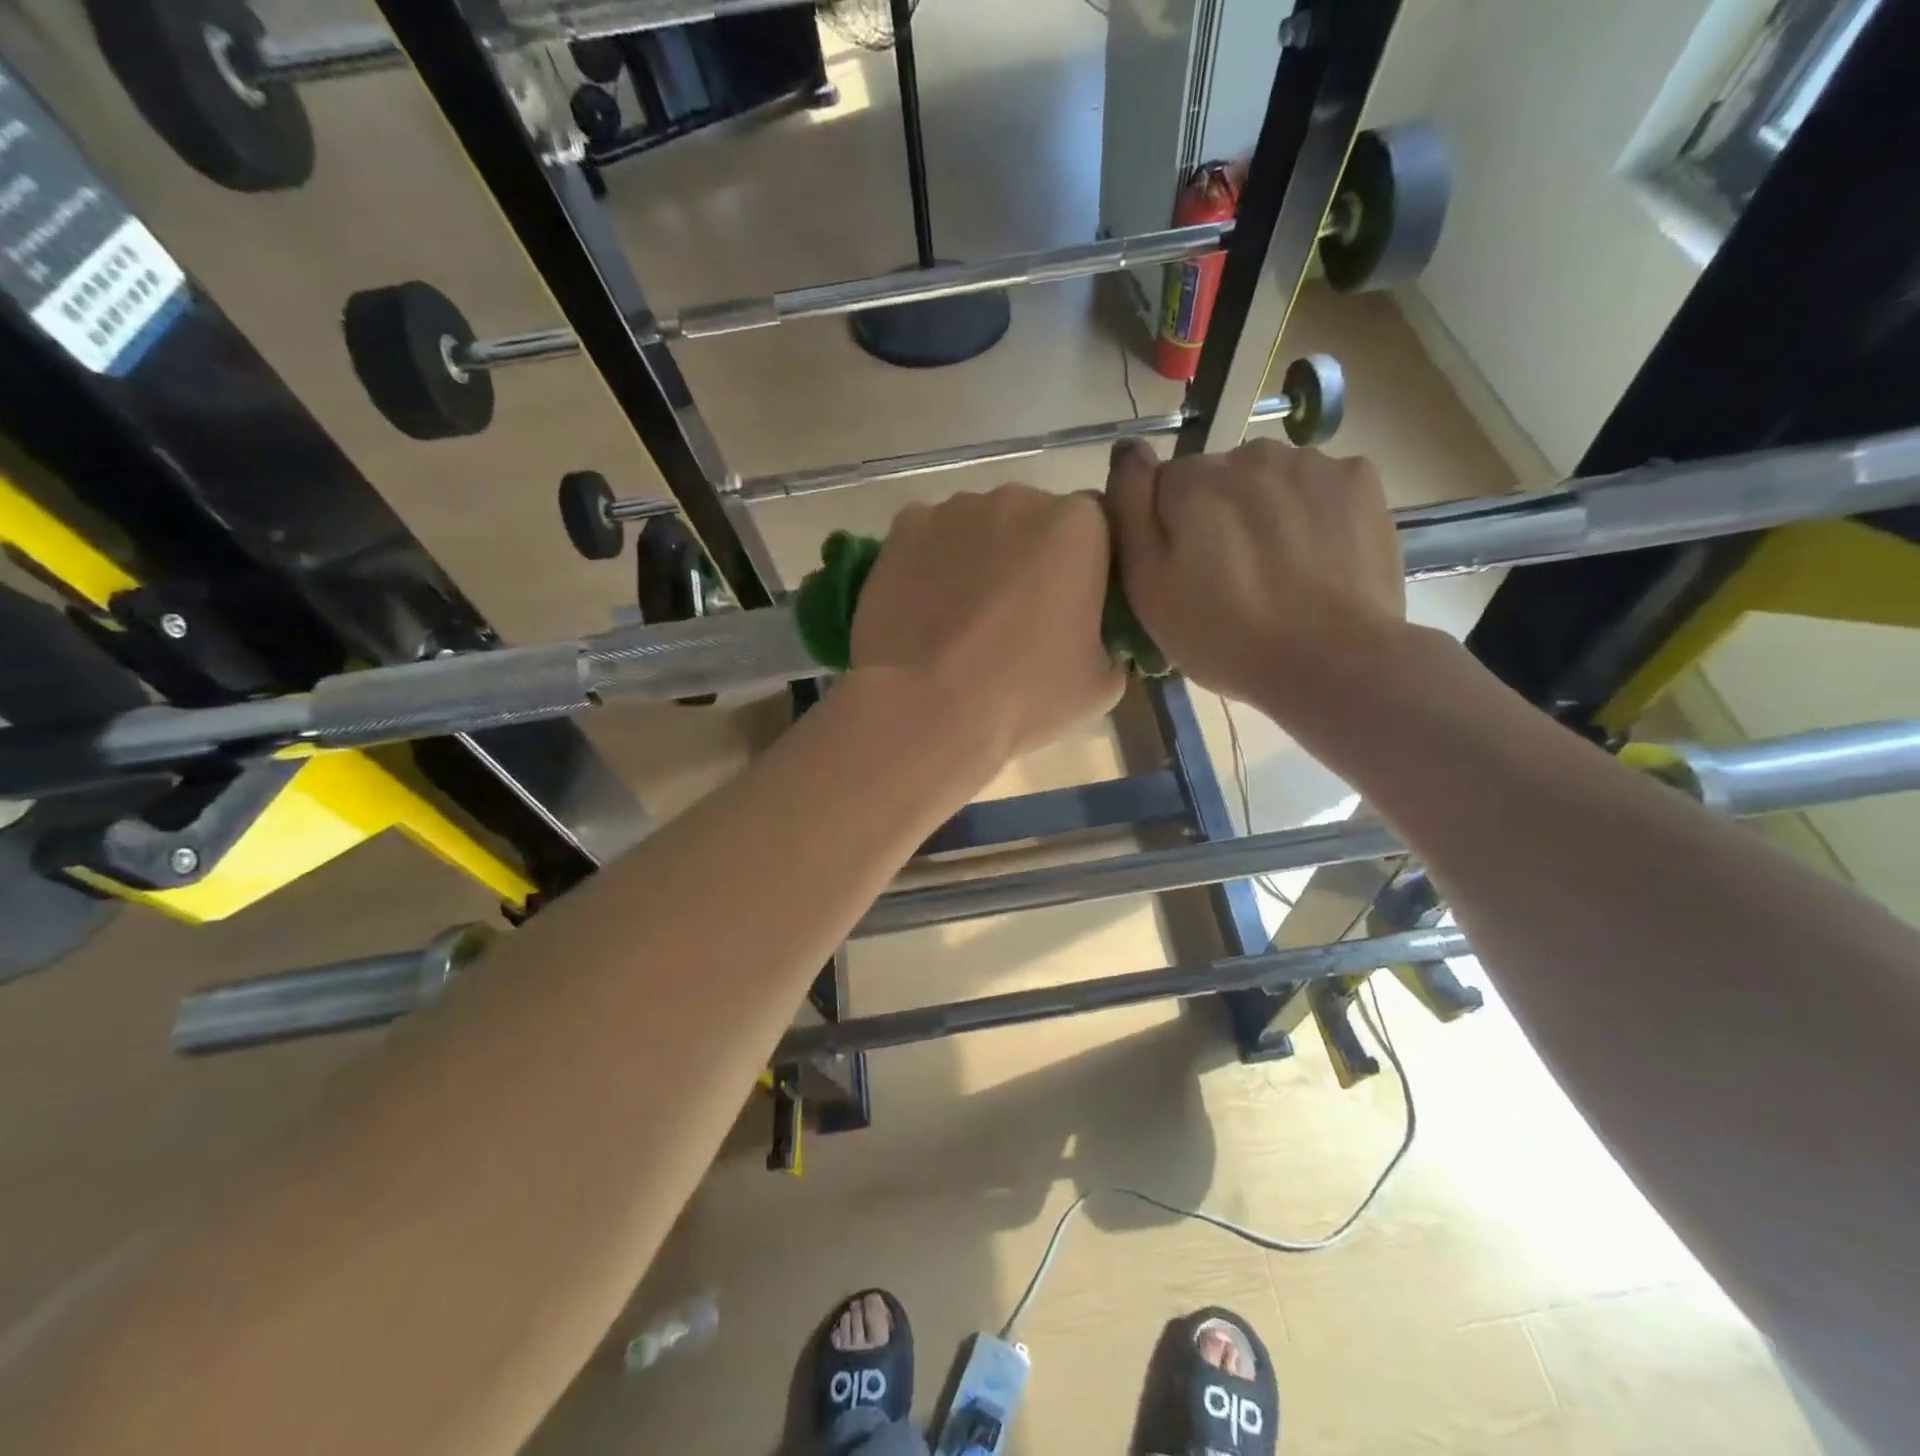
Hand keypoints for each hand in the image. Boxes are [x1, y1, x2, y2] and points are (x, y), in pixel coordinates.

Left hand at [851, 484, 1124, 762]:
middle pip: (1035, 521)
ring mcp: (955, 508)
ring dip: (980, 559)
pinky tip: (925, 609)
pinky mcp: (905, 526)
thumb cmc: (1023, 695)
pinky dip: (931, 564)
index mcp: (1080, 526)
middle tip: (1016, 615)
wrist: (924, 707)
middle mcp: (1019, 499)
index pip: (1097, 530)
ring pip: (979, 528)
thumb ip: (1112, 645)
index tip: (1073, 605)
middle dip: (1031, 557)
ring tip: (963, 617)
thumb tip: (1097, 641)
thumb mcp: (1100, 686)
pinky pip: (930, 539)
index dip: (1086, 567)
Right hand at [1105, 436, 1408, 713]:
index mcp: (1191, 479)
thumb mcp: (1147, 586)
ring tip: (1275, 570)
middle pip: (1218, 478)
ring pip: (1269, 479)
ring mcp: (1311, 462)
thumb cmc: (1223, 634)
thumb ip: (1129, 509)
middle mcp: (1249, 453)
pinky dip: (1312, 512)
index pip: (1163, 485)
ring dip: (1264, 511)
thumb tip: (1127, 448)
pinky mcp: (1360, 480)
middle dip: (1217, 516)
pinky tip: (1316, 557)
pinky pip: (1318, 486)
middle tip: (1228, 578)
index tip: (1181, 571)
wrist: (1331, 661)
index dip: (1167, 529)